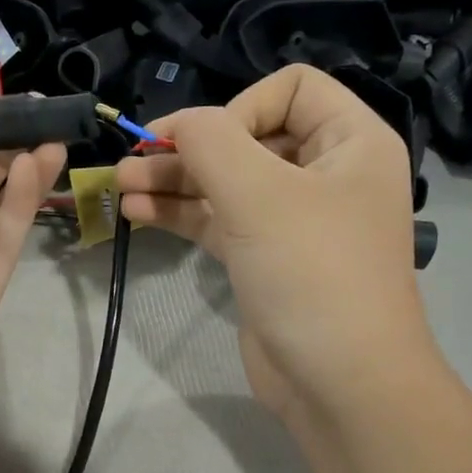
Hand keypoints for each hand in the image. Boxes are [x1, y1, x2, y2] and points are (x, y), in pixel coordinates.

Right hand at [113, 65, 437, 433]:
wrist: (340, 382)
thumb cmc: (312, 274)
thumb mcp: (260, 195)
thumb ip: (212, 143)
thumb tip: (180, 124)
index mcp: (350, 143)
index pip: (290, 90)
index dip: (239, 107)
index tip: (205, 146)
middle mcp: (325, 175)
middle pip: (248, 138)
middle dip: (189, 148)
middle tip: (132, 161)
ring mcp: (293, 221)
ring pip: (227, 183)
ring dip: (175, 180)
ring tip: (121, 183)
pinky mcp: (265, 260)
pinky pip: (220, 222)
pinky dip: (181, 214)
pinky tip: (137, 212)